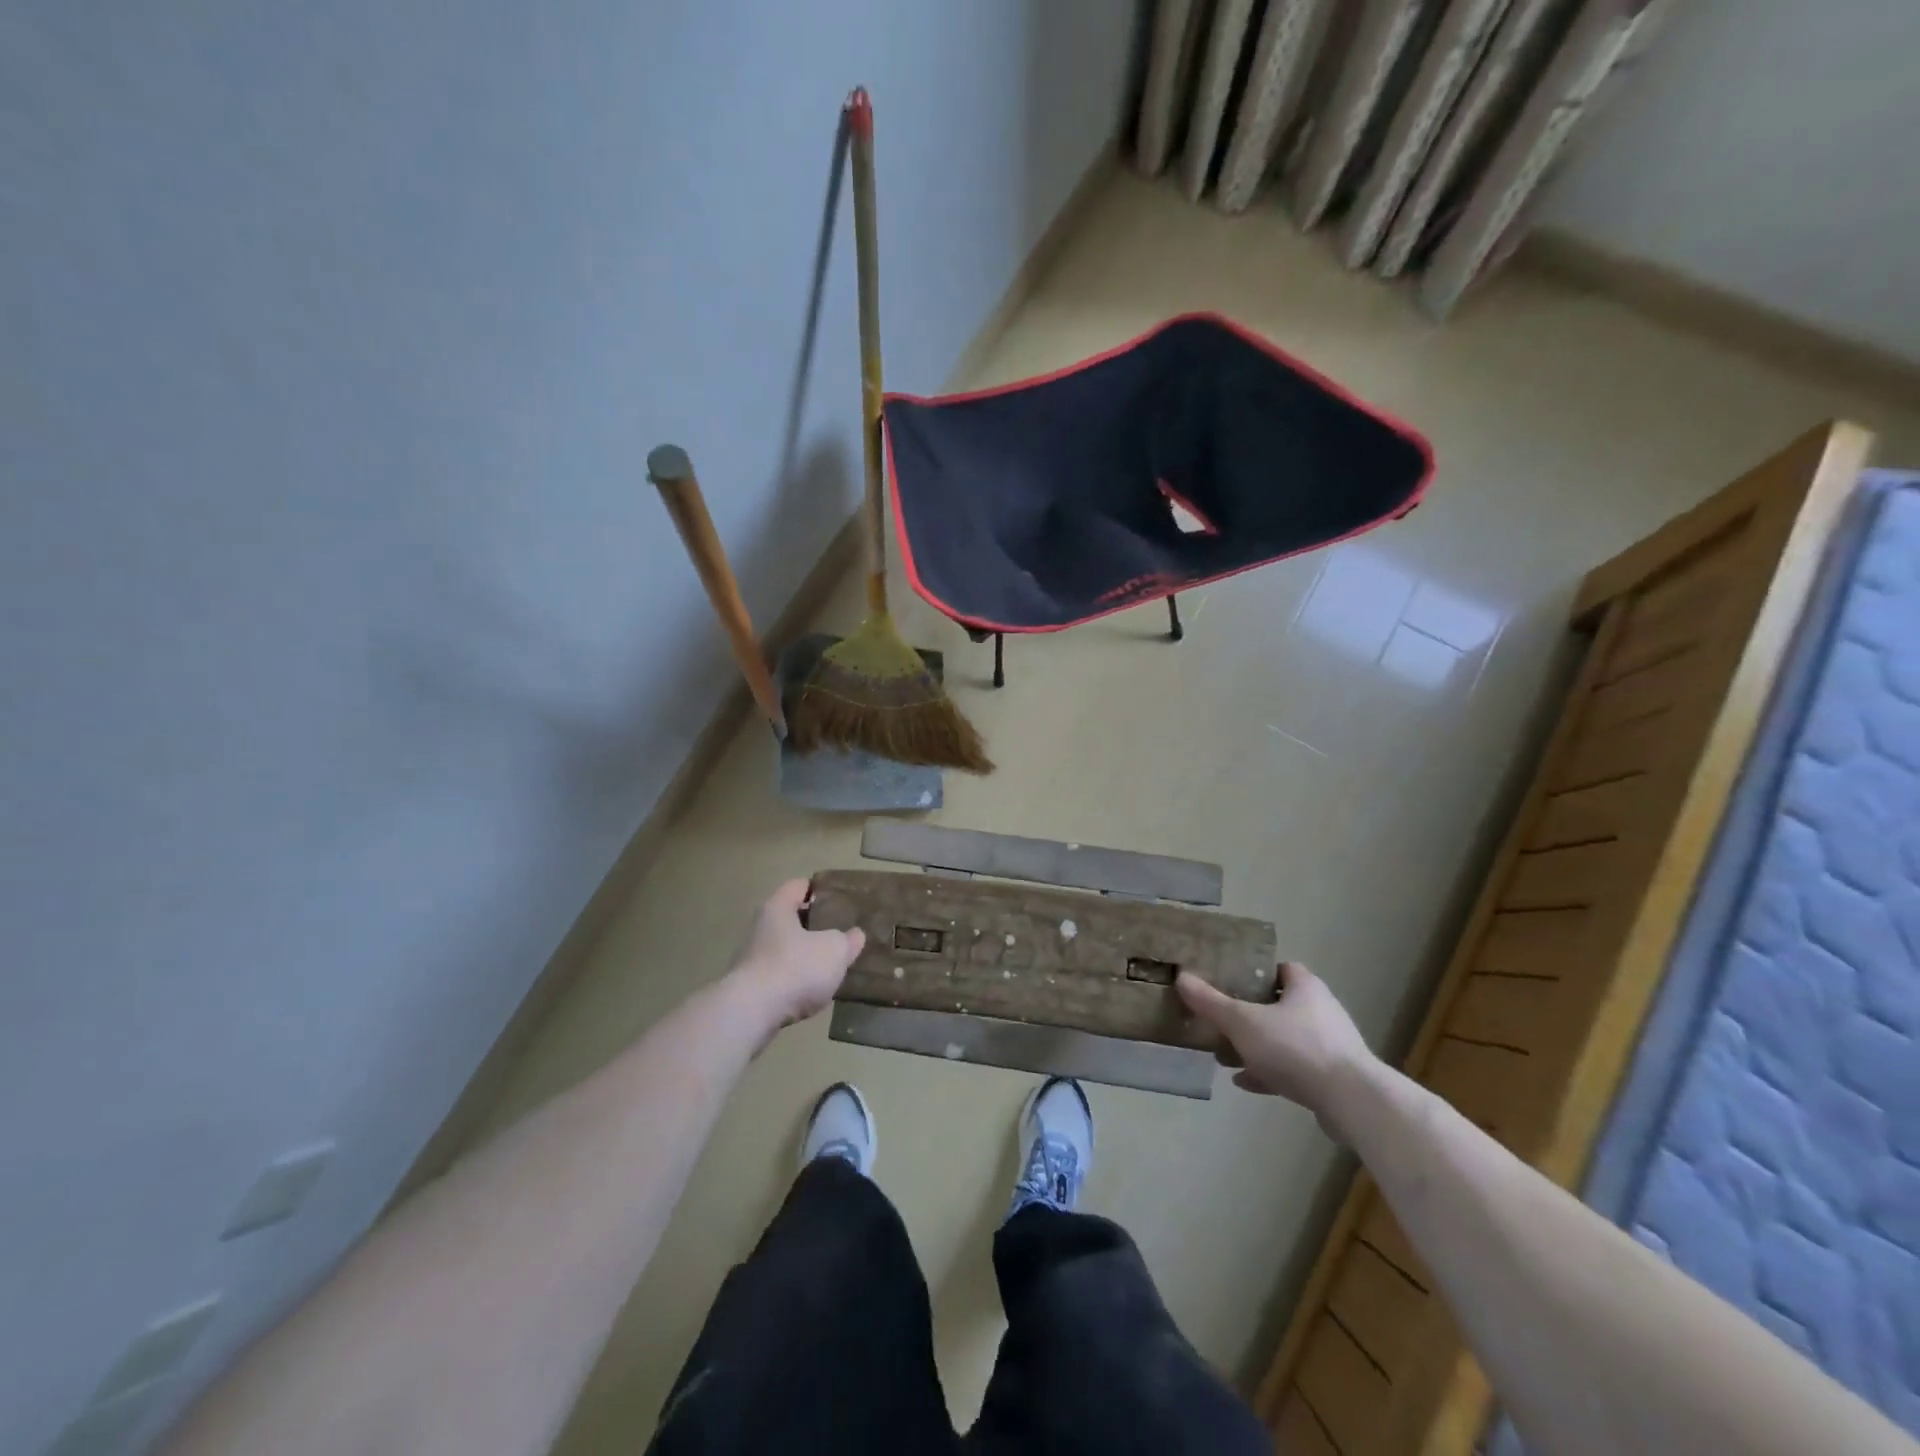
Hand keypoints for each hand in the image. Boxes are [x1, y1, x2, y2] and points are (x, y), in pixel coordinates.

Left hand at [728, 879, 865, 1036]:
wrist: (751, 1013)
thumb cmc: (796, 967)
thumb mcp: (835, 950)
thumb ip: (848, 940)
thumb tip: (855, 935)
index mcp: (778, 907)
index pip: (799, 886)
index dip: (819, 890)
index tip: (839, 899)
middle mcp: (760, 927)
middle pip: (790, 918)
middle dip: (813, 925)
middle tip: (839, 932)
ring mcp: (750, 958)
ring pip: (784, 948)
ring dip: (803, 955)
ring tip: (829, 965)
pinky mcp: (748, 987)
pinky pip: (778, 975)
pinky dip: (793, 979)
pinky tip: (810, 991)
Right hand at [1177, 963, 1378, 1137]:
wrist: (1351, 1101)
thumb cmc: (1295, 1048)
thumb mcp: (1243, 1022)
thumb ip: (1211, 1002)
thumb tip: (1181, 977)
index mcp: (1304, 987)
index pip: (1280, 968)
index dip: (1256, 972)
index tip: (1230, 980)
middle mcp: (1321, 1010)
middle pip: (1280, 1004)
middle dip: (1250, 1012)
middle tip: (1222, 1019)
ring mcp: (1330, 1045)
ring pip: (1285, 1038)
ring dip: (1258, 1045)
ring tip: (1227, 1054)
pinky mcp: (1332, 1077)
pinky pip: (1294, 1067)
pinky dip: (1270, 1071)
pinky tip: (1245, 1082)